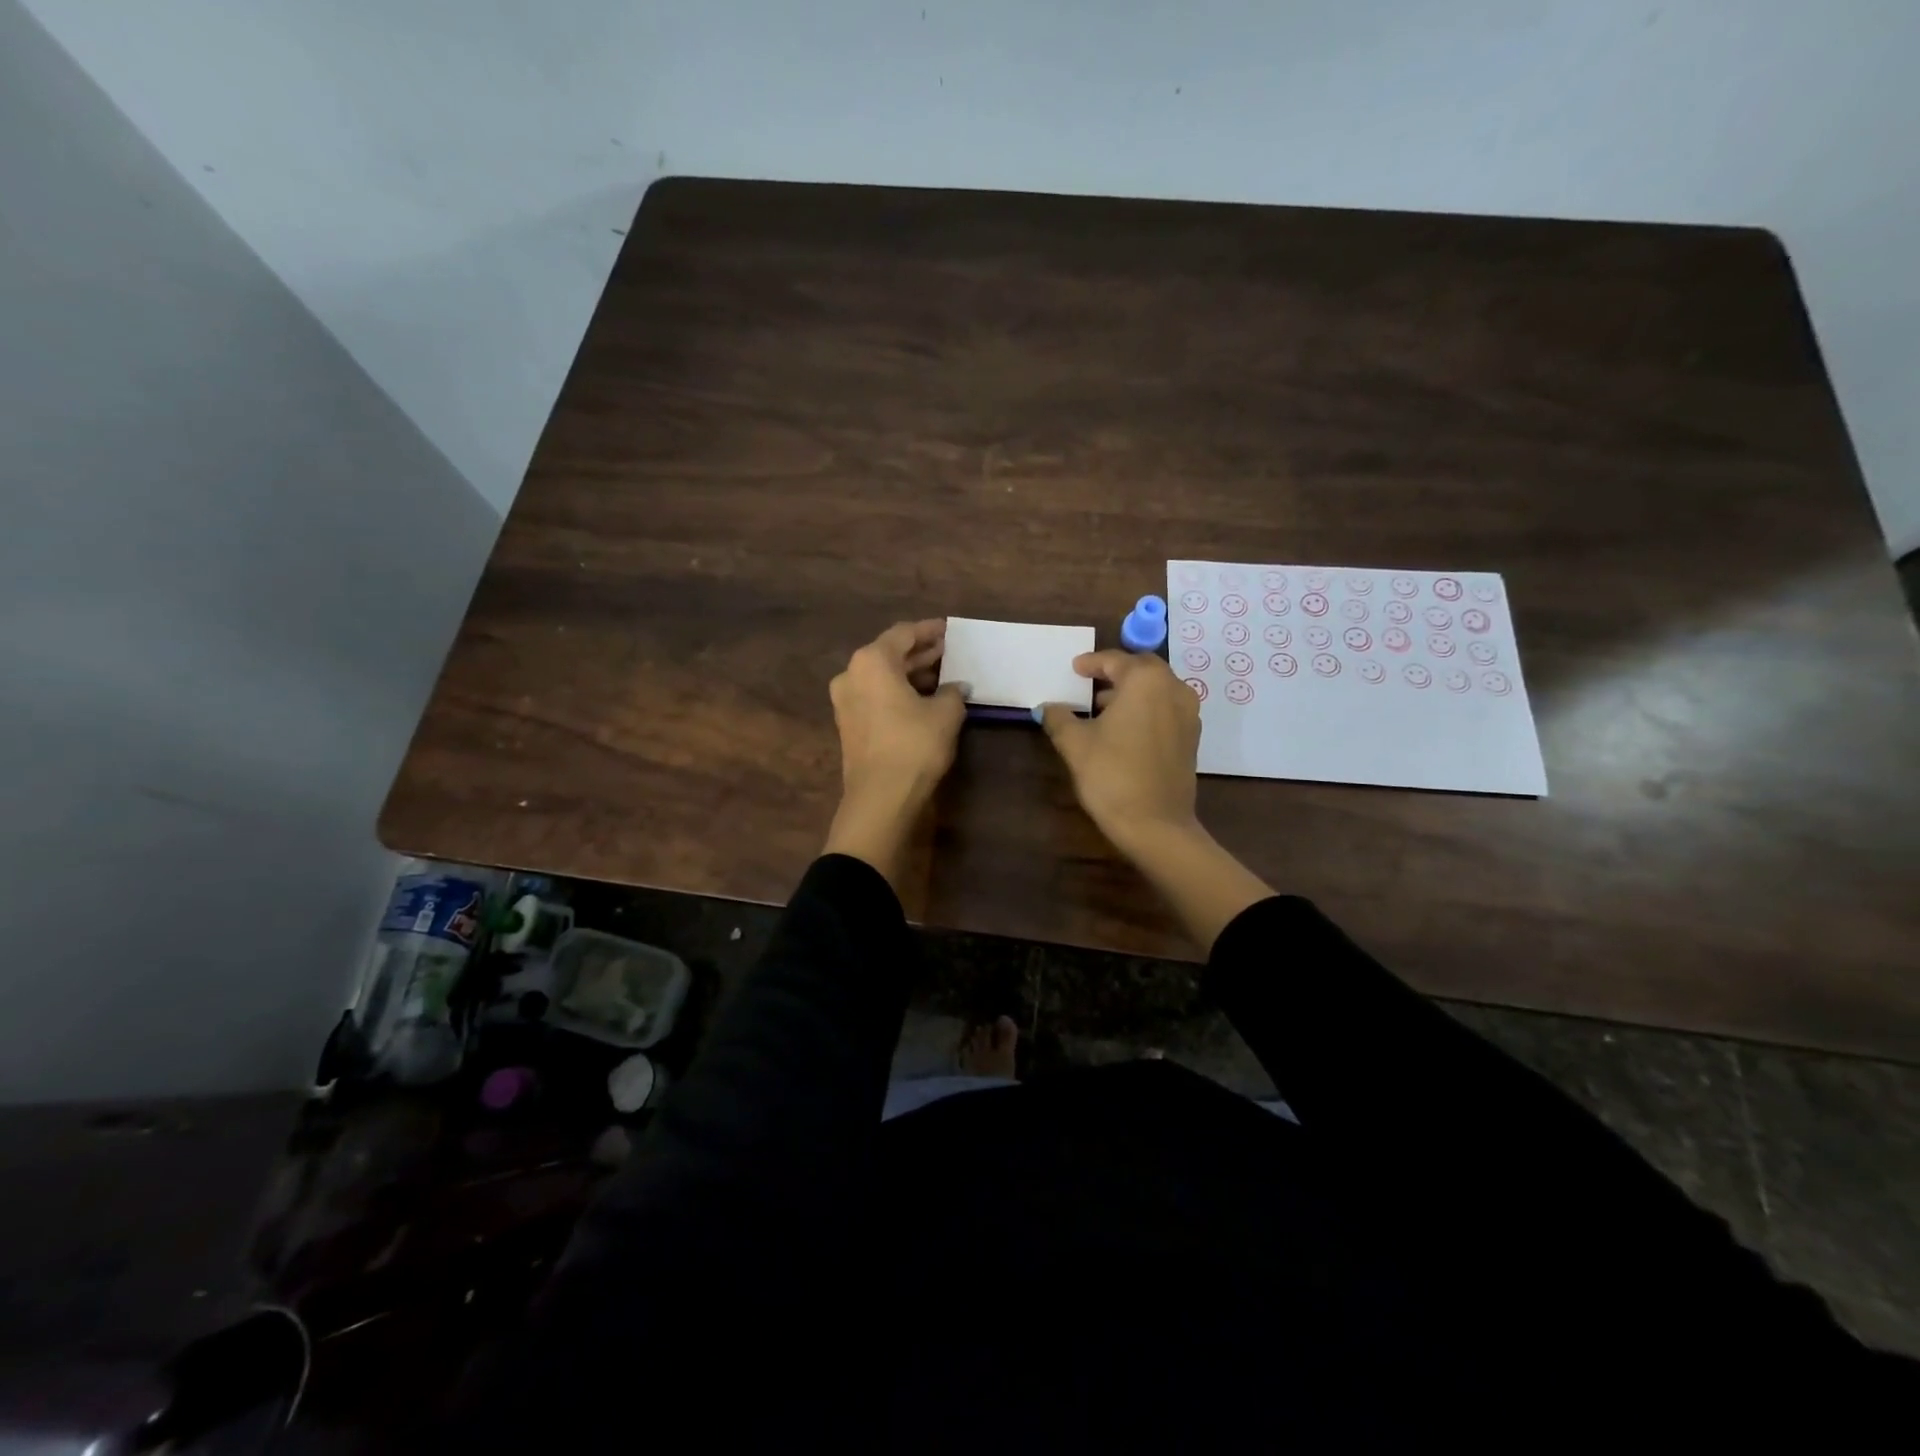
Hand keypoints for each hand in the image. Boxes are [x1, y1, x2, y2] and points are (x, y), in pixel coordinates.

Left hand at [824, 620, 967, 885]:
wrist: (881, 797)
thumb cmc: (914, 745)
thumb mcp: (946, 714)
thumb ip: (953, 692)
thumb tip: (957, 687)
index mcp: (872, 661)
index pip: (904, 634)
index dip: (930, 631)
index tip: (950, 630)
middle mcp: (852, 674)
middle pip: (890, 654)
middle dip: (920, 653)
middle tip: (949, 652)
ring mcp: (845, 701)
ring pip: (882, 677)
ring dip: (910, 674)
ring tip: (942, 675)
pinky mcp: (848, 724)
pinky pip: (876, 696)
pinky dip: (898, 692)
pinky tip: (924, 699)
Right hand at [1041, 651, 1272, 951]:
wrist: (1156, 825)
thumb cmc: (1112, 775)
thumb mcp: (1075, 744)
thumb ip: (1059, 718)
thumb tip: (1047, 708)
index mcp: (1146, 681)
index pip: (1115, 661)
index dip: (1091, 663)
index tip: (1075, 668)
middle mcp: (1174, 689)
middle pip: (1142, 670)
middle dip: (1116, 673)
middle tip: (1090, 683)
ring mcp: (1188, 714)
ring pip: (1157, 690)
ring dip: (1132, 693)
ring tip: (1103, 709)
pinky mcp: (1192, 739)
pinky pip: (1166, 710)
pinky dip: (1146, 710)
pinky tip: (1124, 730)